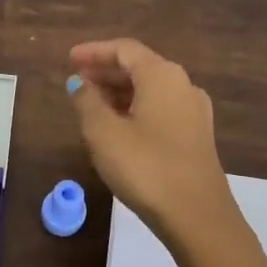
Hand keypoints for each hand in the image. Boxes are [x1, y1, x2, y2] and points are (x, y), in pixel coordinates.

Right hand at [68, 38, 266, 266]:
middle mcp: (183, 86)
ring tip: (91, 105)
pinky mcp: (196, 137)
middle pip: (140, 67)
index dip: (94, 52)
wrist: (197, 216)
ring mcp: (194, 113)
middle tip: (77, 81)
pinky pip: (160, 110)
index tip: (70, 59)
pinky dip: (136, 109)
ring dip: (120, 92)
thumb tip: (79, 83)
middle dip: (106, 72)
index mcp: (162, 76)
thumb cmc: (145, 167)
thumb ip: (87, 102)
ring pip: (151, 91)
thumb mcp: (104, 133)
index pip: (125, 50)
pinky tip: (118, 128)